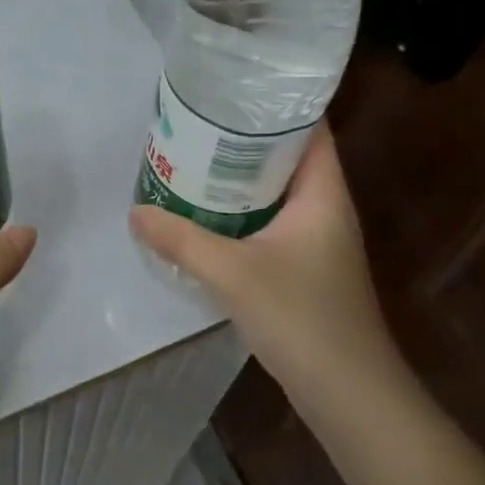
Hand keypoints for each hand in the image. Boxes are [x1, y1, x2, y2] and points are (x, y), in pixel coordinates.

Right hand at [129, 124, 400, 410]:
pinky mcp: (306, 269)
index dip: (277, 104)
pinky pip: (270, 225)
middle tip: (195, 125)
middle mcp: (325, 209)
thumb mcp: (233, 273)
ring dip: (240, 181)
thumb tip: (135, 212)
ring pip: (276, 194)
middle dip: (244, 141)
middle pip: (287, 158)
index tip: (231, 90)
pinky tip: (205, 219)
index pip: (310, 128)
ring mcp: (317, 241)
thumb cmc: (302, 318)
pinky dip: (242, 215)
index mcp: (323, 193)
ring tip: (192, 162)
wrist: (349, 394)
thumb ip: (181, 240)